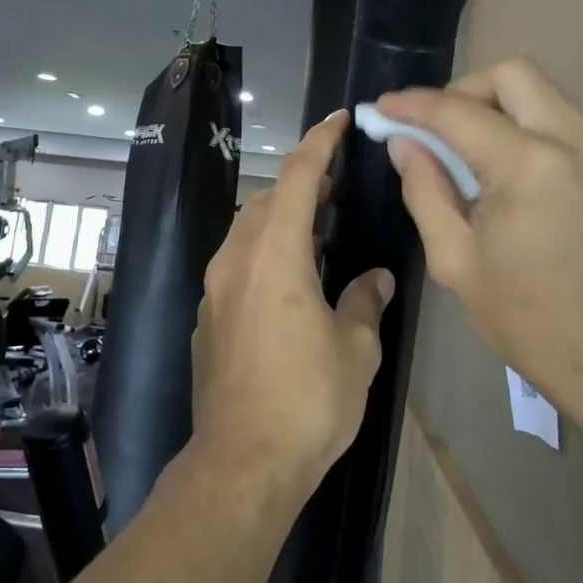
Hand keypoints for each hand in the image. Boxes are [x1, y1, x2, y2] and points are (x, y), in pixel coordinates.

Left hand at [192, 111, 391, 498]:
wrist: (241, 462)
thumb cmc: (307, 400)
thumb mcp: (354, 349)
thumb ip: (365, 301)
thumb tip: (375, 279)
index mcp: (274, 255)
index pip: (296, 178)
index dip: (318, 143)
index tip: (338, 119)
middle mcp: (236, 260)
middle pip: (266, 200)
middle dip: (300, 182)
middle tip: (337, 183)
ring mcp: (215, 289)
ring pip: (247, 230)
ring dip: (280, 217)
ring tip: (318, 225)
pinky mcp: (207, 317)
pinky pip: (237, 264)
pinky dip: (264, 251)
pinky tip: (289, 278)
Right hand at [378, 58, 582, 464]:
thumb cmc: (529, 321)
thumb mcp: (456, 262)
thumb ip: (425, 190)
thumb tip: (404, 142)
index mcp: (530, 166)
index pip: (458, 111)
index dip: (413, 105)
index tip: (381, 108)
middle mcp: (573, 141)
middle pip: (511, 75)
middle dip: (461, 91)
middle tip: (430, 129)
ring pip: (538, 91)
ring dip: (492, 104)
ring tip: (459, 148)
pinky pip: (556, 119)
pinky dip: (519, 123)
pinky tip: (496, 165)